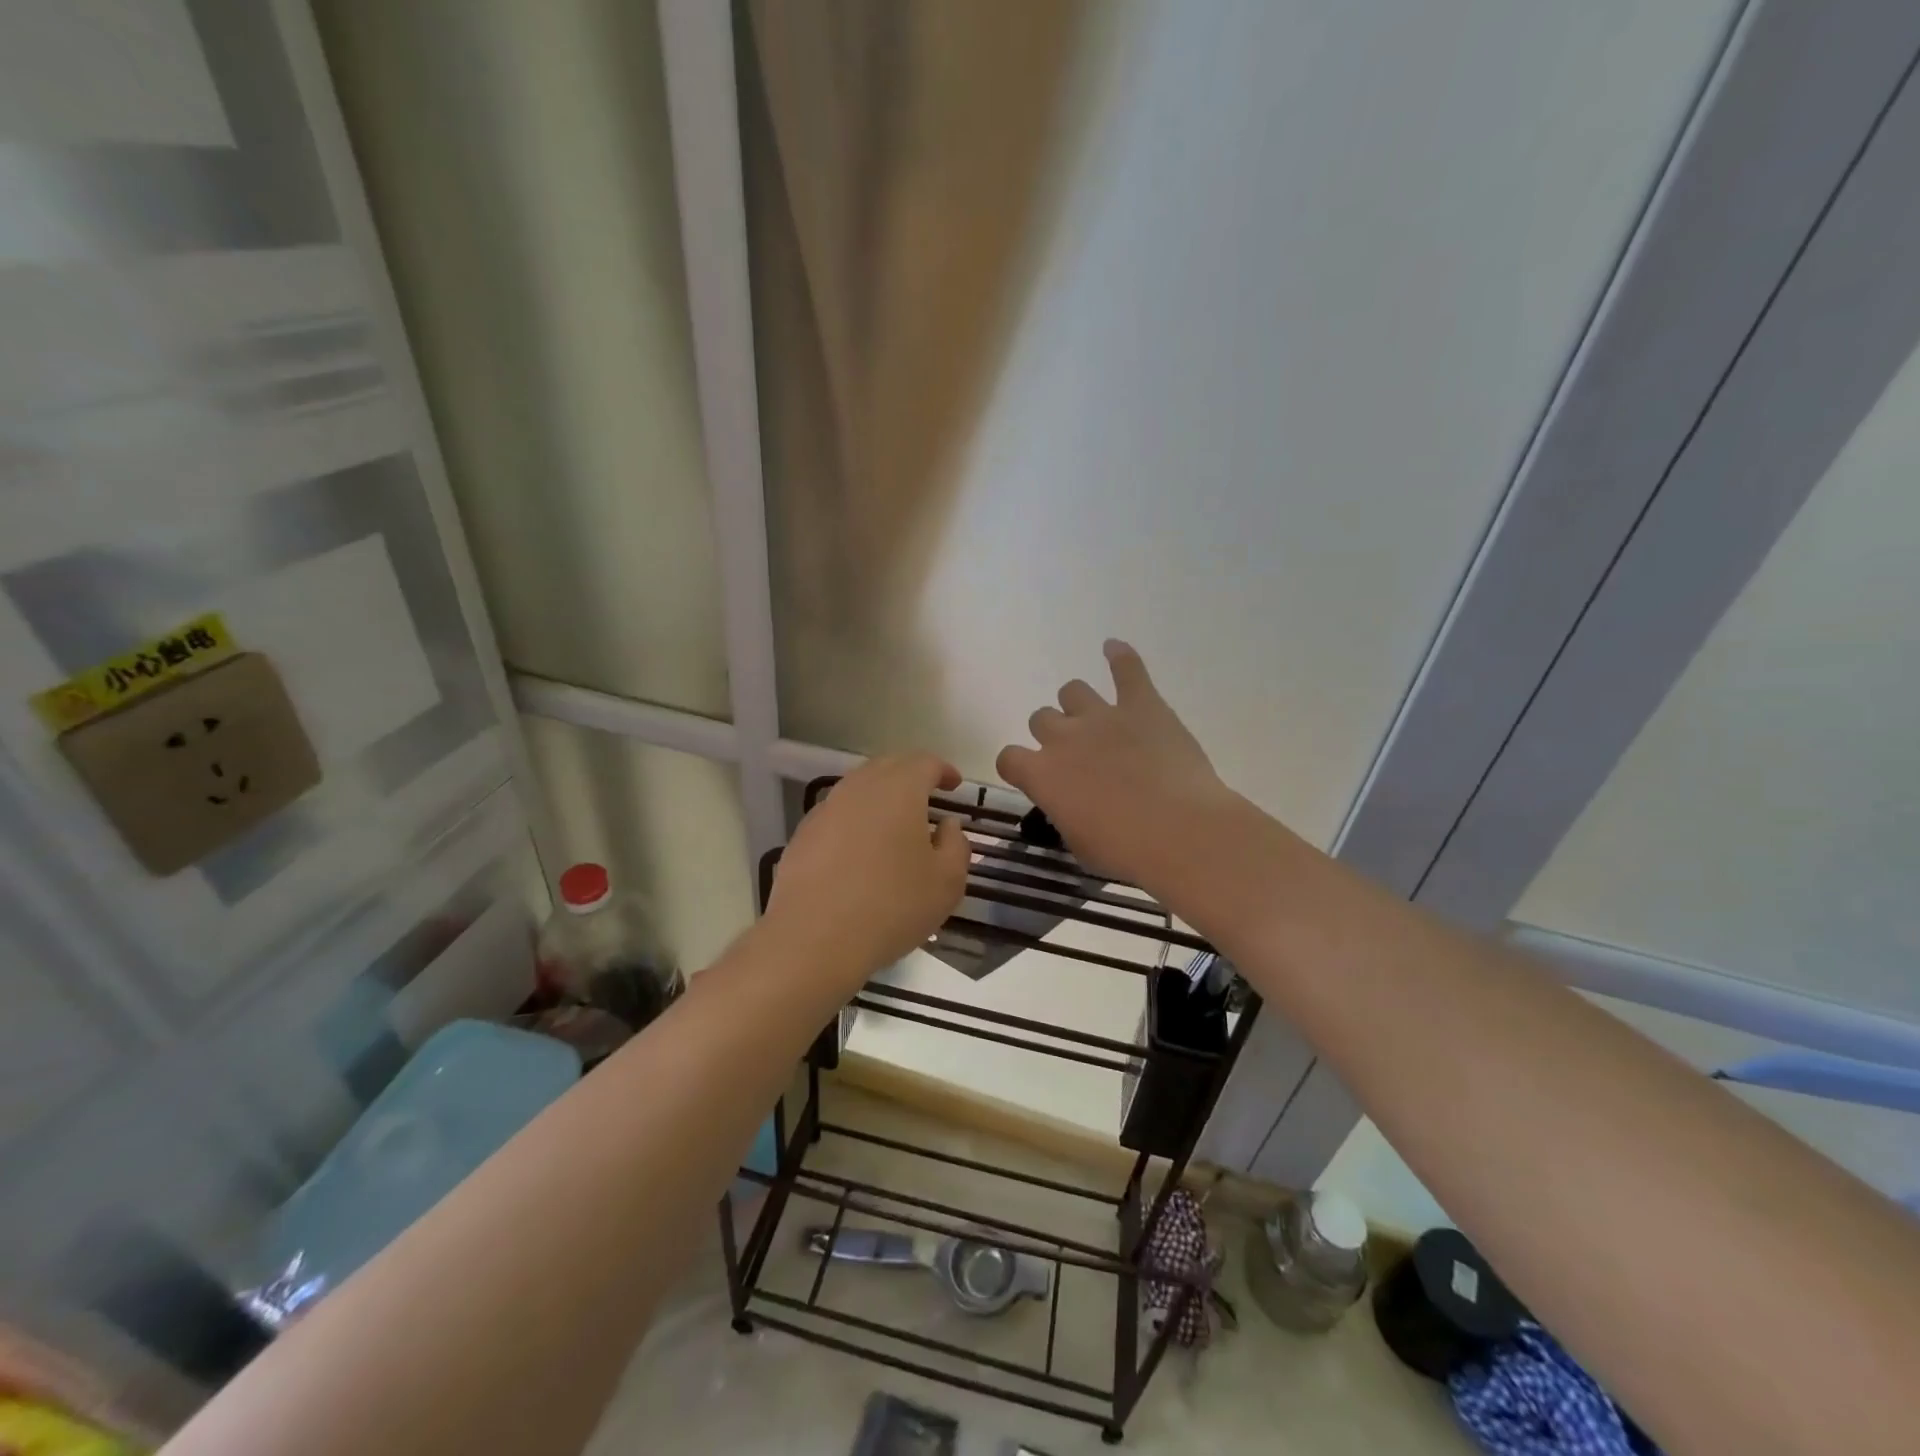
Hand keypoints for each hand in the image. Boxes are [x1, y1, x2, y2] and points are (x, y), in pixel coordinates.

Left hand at [766, 754, 971, 990]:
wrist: (814, 939)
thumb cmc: (892, 906)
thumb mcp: (947, 883)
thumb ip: (956, 845)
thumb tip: (948, 826)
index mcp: (899, 789)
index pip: (925, 762)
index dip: (944, 770)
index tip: (955, 785)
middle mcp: (859, 788)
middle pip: (888, 766)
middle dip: (911, 775)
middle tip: (928, 795)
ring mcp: (826, 809)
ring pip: (859, 787)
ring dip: (881, 796)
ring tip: (896, 822)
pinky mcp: (803, 835)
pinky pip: (837, 814)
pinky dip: (856, 819)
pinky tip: (862, 849)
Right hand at [996, 641, 1235, 886]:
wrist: (1180, 832)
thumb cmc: (1125, 851)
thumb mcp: (1079, 842)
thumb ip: (1064, 812)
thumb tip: (1068, 802)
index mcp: (1041, 774)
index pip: (1009, 757)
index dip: (1019, 766)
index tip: (1033, 776)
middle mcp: (1062, 737)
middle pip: (1041, 719)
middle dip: (1054, 736)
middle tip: (1078, 758)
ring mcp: (1102, 715)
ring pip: (1073, 691)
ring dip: (1078, 705)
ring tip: (1097, 721)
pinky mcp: (1142, 704)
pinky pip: (1127, 669)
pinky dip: (1120, 657)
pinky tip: (1114, 648)